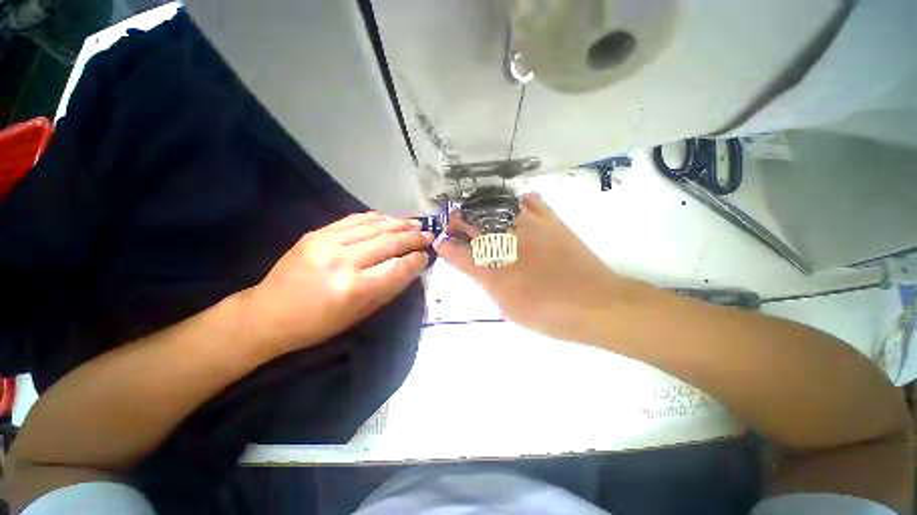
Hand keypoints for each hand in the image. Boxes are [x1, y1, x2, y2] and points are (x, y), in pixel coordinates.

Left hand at [246, 212, 432, 351]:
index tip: (426, 256)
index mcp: (353, 288)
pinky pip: (355, 219)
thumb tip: (411, 268)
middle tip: (429, 235)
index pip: (397, 267)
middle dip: (413, 237)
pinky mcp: (317, 232)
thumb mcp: (359, 314)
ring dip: (400, 223)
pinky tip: (390, 218)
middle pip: (389, 242)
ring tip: (416, 223)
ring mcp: (327, 242)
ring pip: (375, 226)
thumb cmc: (318, 324)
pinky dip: (377, 217)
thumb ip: (389, 288)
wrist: (268, 313)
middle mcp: (342, 260)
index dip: (416, 260)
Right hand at [435, 193, 638, 343]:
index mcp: (492, 271)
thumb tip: (478, 268)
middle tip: (454, 225)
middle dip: (457, 222)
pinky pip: (529, 201)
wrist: (595, 304)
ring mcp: (527, 228)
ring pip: (494, 207)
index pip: (458, 253)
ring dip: (481, 210)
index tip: (441, 243)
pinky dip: (517, 203)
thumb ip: (489, 285)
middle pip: (471, 223)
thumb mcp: (508, 309)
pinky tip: (515, 212)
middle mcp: (505, 244)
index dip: (446, 247)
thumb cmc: (549, 315)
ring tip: (479, 216)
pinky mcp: (549, 221)